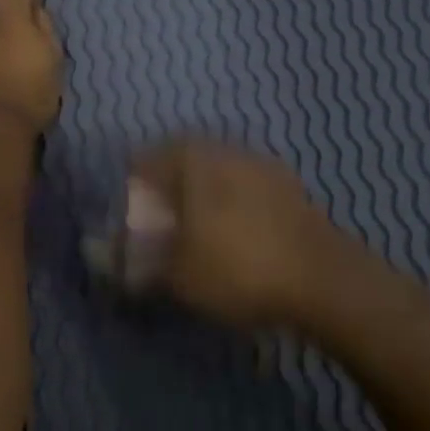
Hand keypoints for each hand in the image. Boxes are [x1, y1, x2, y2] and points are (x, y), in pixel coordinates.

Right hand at [125, 141, 362, 328]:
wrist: (326, 281)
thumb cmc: (239, 268)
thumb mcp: (178, 275)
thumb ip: (137, 262)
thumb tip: (103, 256)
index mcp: (192, 160)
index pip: (144, 160)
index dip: (130, 188)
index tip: (127, 216)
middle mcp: (225, 150)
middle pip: (181, 160)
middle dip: (165, 188)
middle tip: (158, 222)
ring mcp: (261, 165)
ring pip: (215, 171)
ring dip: (200, 194)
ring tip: (195, 231)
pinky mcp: (290, 187)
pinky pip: (244, 186)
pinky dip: (231, 204)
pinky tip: (234, 235)